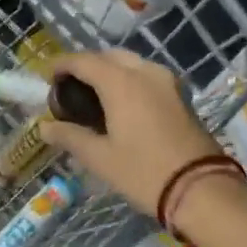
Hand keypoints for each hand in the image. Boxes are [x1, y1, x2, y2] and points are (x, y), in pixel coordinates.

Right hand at [40, 51, 224, 215]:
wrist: (201, 190)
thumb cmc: (144, 173)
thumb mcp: (100, 158)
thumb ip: (70, 137)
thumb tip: (45, 127)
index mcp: (121, 82)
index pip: (83, 61)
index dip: (61, 65)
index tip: (45, 76)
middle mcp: (145, 72)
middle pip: (109, 56)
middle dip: (86, 66)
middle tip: (69, 88)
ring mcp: (167, 82)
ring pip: (131, 64)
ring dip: (109, 71)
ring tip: (93, 96)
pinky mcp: (180, 96)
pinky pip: (147, 76)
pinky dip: (128, 81)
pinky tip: (120, 104)